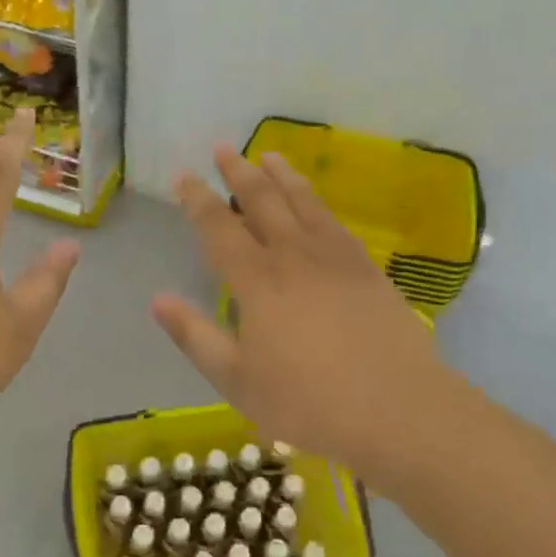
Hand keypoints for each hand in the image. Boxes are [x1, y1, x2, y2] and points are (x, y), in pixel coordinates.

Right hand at [151, 145, 464, 492]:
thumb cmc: (308, 401)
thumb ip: (196, 336)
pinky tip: (314, 201)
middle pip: (262, 201)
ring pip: (302, 202)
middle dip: (239, 172)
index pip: (219, 228)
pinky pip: (334, 221)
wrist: (397, 408)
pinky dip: (317, 202)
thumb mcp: (237, 380)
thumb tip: (158, 299)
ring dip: (282, 175)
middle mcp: (293, 255)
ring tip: (269, 155)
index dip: (198, 200)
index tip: (184, 176)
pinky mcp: (366, 267)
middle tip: (224, 148)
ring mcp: (335, 257)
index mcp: (257, 281)